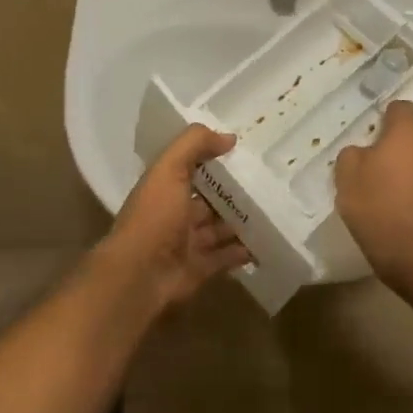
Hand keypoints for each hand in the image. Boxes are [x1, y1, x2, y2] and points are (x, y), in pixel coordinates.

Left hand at [98, 125, 252, 307]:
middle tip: (269, 182)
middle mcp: (174, 213)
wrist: (138, 276)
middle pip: (209, 199)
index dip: (212, 158)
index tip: (244, 150)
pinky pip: (226, 256)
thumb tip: (228, 137)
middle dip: (233, 192)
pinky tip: (265, 242)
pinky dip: (243, 251)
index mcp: (164, 187)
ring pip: (219, 228)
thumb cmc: (153, 217)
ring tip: (274, 210)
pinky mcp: (199, 268)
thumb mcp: (169, 169)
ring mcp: (187, 243)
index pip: (191, 167)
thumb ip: (194, 145)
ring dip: (241, 221)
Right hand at [334, 100, 412, 282]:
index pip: (401, 109)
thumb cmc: (380, 212)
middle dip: (409, 153)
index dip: (388, 122)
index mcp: (408, 134)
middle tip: (390, 178)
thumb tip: (364, 152)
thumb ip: (354, 156)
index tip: (378, 140)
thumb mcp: (347, 181)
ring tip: (410, 203)